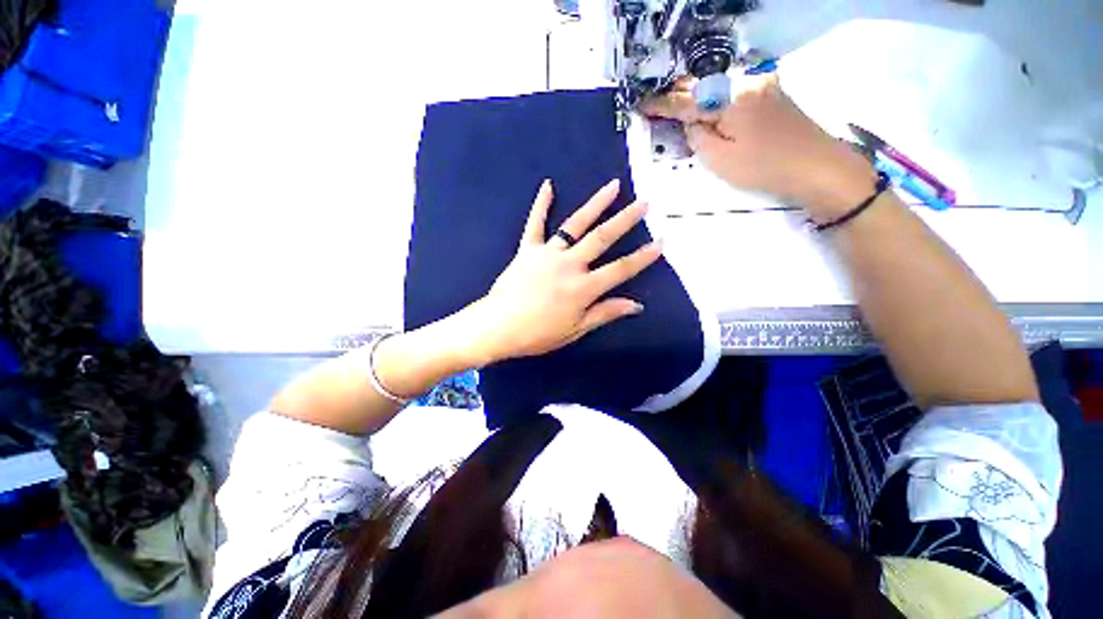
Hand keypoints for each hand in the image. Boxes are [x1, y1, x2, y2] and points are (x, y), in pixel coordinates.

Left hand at [463, 179, 662, 364]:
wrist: (498, 327)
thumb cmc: (538, 334)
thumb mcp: (575, 330)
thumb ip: (605, 313)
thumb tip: (636, 305)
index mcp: (583, 288)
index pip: (620, 269)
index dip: (642, 257)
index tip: (660, 242)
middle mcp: (569, 265)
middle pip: (602, 238)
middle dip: (625, 219)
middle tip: (643, 202)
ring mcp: (547, 254)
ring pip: (575, 225)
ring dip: (595, 204)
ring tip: (613, 186)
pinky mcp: (528, 249)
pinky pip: (535, 224)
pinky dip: (541, 204)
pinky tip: (548, 185)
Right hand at [642, 75, 876, 220]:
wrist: (818, 166)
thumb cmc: (764, 167)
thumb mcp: (719, 160)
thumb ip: (698, 138)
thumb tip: (692, 124)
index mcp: (729, 100)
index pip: (685, 101)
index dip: (661, 104)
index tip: (641, 105)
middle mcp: (745, 83)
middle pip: (702, 83)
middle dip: (677, 92)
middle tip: (656, 101)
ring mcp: (762, 85)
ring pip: (719, 85)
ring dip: (696, 93)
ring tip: (677, 102)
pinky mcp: (772, 93)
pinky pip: (734, 90)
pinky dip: (716, 97)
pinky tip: (709, 104)